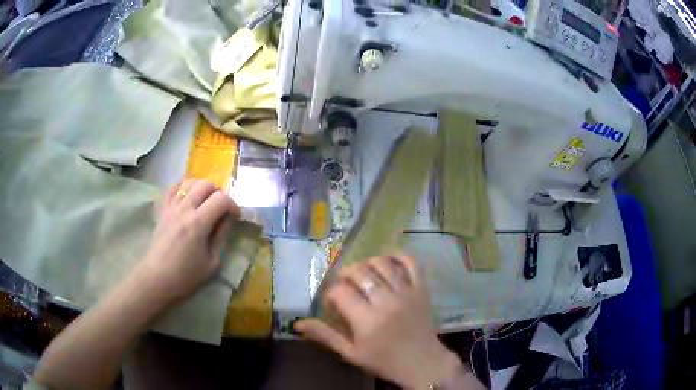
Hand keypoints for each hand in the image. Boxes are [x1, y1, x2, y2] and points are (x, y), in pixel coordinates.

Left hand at [132, 179, 239, 305]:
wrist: (157, 278)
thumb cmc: (186, 276)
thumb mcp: (212, 263)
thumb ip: (221, 236)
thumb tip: (228, 219)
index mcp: (198, 223)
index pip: (221, 200)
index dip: (233, 205)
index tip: (235, 217)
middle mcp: (184, 209)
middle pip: (206, 185)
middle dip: (218, 194)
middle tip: (220, 209)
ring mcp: (171, 207)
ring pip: (190, 182)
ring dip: (202, 188)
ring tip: (205, 202)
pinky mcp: (162, 209)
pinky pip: (173, 187)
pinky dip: (183, 186)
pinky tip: (188, 195)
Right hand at [295, 255, 466, 388]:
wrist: (422, 363)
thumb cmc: (384, 361)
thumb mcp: (351, 353)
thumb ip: (325, 335)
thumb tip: (298, 323)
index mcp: (367, 320)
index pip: (340, 292)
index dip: (330, 294)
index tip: (332, 303)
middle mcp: (386, 301)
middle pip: (359, 272)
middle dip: (345, 275)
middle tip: (344, 286)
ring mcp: (406, 292)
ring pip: (382, 263)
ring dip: (367, 264)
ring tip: (362, 275)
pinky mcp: (421, 288)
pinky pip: (411, 262)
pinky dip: (397, 256)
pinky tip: (386, 261)